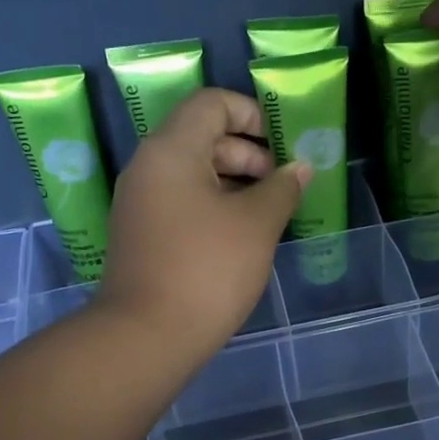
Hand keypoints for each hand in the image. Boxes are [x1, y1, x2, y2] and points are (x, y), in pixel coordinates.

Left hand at [98, 88, 309, 354]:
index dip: (252, 114)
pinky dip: (212, 206)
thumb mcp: (256, 224)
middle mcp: (148, 166)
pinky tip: (240, 235)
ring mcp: (139, 203)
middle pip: (201, 136)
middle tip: (281, 184)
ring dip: (233, 182)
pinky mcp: (140, 234)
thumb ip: (282, 187)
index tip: (282, 145)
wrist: (148, 335)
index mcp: (171, 149)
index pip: (211, 103)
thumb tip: (299, 168)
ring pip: (191, 173)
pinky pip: (180, 202)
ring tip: (268, 212)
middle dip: (247, 153)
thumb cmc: (208, 269)